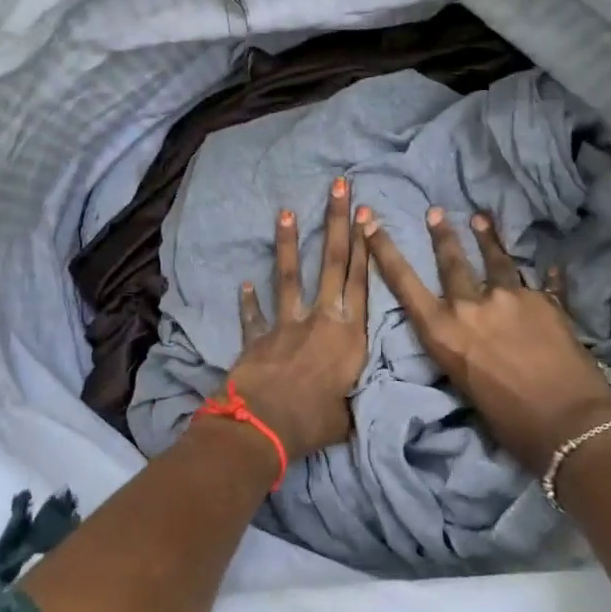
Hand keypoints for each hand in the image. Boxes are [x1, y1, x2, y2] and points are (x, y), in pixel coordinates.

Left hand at [227, 177, 370, 459]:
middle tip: (338, 186)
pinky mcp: (258, 336)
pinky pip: (254, 315)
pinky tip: (244, 283)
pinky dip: (249, 301)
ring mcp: (286, 324)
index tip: (366, 214)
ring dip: (289, 243)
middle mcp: (321, 319)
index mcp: (349, 335)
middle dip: (336, 222)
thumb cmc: (314, 422)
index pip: (362, 281)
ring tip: (286, 212)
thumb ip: (350, 400)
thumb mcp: (347, 415)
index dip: (366, 246)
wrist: (264, 425)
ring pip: (290, 275)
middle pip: (333, 264)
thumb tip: (349, 406)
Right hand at [359, 205, 610, 473]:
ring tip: (481, 219)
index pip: (404, 282)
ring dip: (487, 239)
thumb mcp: (464, 385)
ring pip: (496, 260)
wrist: (568, 424)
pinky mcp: (546, 301)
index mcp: (442, 331)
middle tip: (435, 211)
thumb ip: (461, 350)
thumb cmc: (508, 420)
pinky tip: (551, 265)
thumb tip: (469, 338)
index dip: (385, 251)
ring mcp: (510, 298)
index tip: (371, 223)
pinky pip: (544, 283)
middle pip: (452, 262)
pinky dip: (546, 275)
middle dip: (442, 235)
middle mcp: (471, 306)